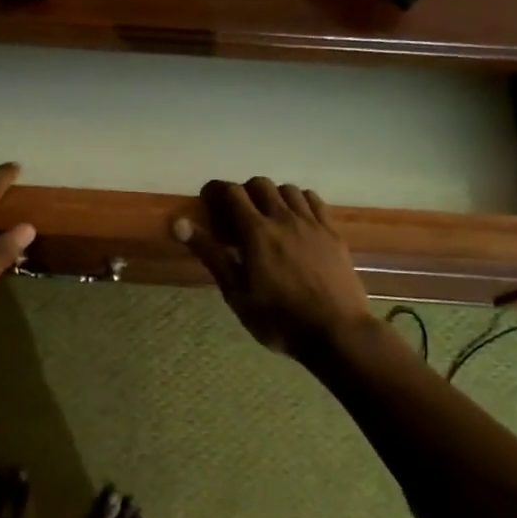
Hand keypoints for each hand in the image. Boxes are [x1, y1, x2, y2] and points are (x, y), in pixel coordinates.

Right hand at [175, 178, 373, 356]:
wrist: (337, 333)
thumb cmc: (279, 319)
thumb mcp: (236, 293)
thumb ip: (210, 254)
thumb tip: (179, 224)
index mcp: (256, 232)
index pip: (231, 193)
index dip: (215, 190)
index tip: (207, 199)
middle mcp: (283, 218)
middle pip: (260, 184)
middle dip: (244, 191)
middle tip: (237, 213)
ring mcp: (312, 224)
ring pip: (288, 189)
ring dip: (272, 195)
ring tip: (267, 215)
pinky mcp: (333, 233)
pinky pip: (314, 201)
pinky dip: (299, 201)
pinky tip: (296, 219)